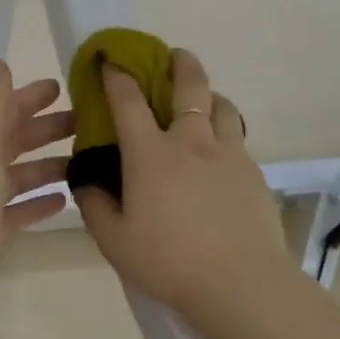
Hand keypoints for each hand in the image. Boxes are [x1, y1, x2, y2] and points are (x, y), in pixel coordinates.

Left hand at [0, 58, 72, 329]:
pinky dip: (38, 205)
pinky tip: (65, 201)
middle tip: (87, 123)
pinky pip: (17, 213)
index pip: (3, 110)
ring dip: (47, 167)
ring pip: (18, 178)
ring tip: (86, 161)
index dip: (30, 97)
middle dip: (46, 129)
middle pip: (13, 142)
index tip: (63, 87)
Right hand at [76, 49, 293, 317]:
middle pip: (190, 85)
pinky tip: (220, 150)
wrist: (240, 282)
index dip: (117, 75)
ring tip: (202, 100)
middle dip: (179, 63)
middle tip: (172, 56)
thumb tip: (86, 180)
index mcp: (151, 154)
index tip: (111, 59)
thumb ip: (94, 206)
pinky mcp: (253, 172)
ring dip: (208, 93)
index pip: (129, 101)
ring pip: (222, 105)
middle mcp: (191, 141)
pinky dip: (225, 128)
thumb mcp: (115, 242)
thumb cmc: (169, 261)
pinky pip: (237, 137)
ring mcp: (228, 154)